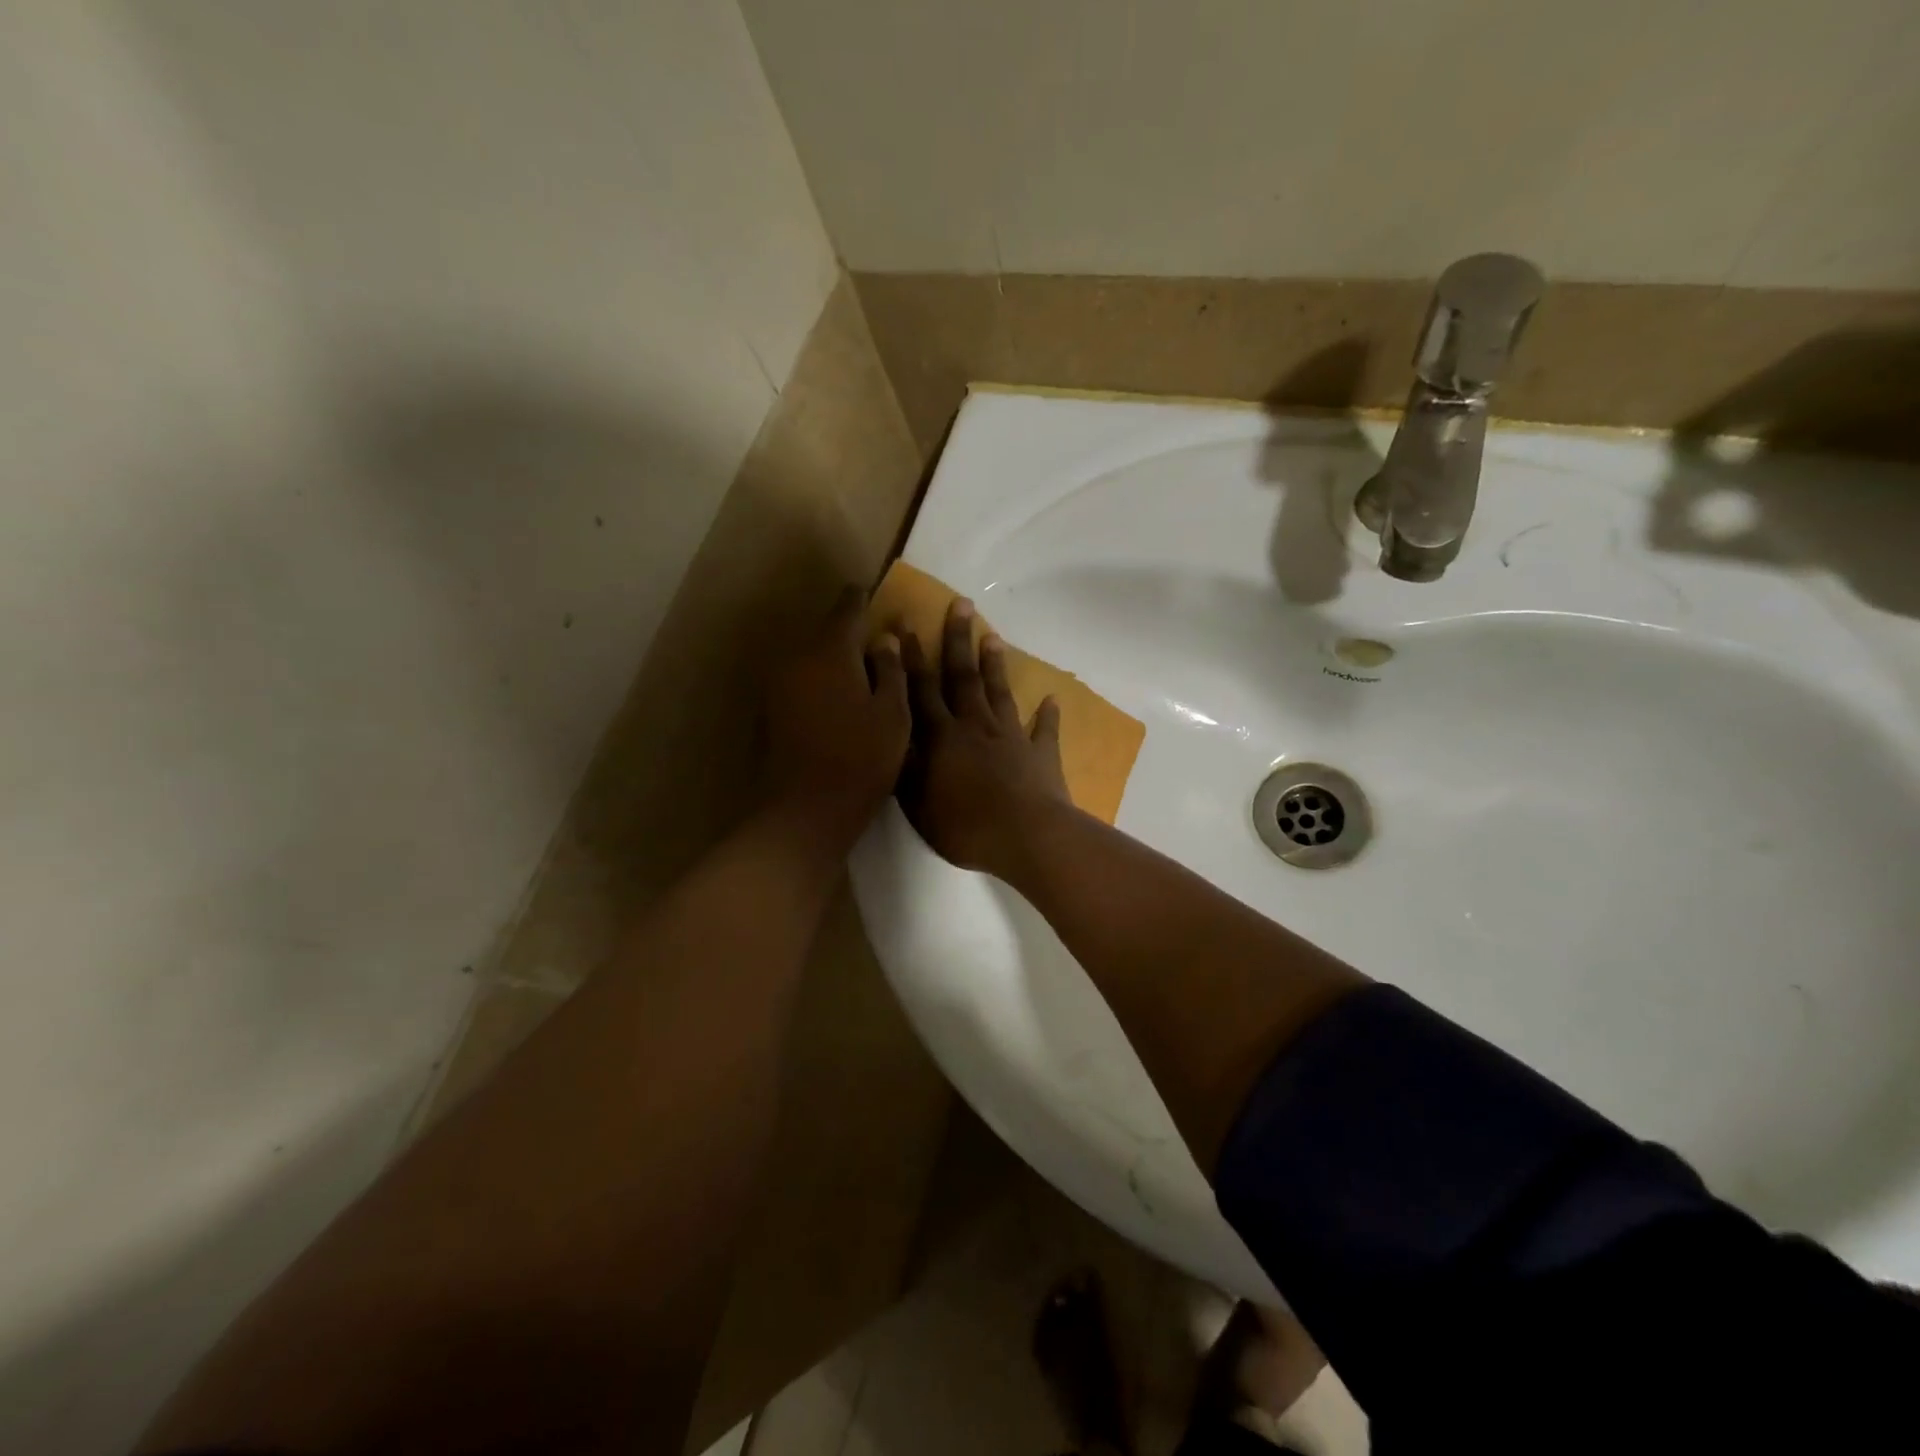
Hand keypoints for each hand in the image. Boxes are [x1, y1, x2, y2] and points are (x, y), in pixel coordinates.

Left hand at [767, 588, 910, 845]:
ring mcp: (779, 684)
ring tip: (861, 670)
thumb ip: (891, 670)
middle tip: (876, 639)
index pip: (847, 608)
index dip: (863, 598)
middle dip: (849, 631)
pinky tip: (839, 697)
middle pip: (826, 631)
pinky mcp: (772, 708)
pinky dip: (820, 679)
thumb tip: (885, 639)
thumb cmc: (861, 759)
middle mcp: (798, 657)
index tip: (875, 594)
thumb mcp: (893, 714)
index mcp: (830, 651)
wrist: (807, 809)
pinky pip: (801, 678)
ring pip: (811, 655)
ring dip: (833, 657)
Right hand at [898, 597, 1072, 875]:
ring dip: (995, 665)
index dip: (912, 658)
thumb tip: (892, 732)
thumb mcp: (917, 802)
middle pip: (963, 677)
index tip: (907, 626)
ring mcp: (1011, 737)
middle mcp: (975, 726)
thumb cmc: (964, 825)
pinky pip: (1044, 731)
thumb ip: (905, 765)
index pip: (922, 689)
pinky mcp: (1041, 755)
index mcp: (942, 736)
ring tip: (992, 636)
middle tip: (962, 604)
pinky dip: (1047, 715)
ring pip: (1000, 693)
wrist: (1026, 837)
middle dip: (958, 640)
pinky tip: (1051, 698)